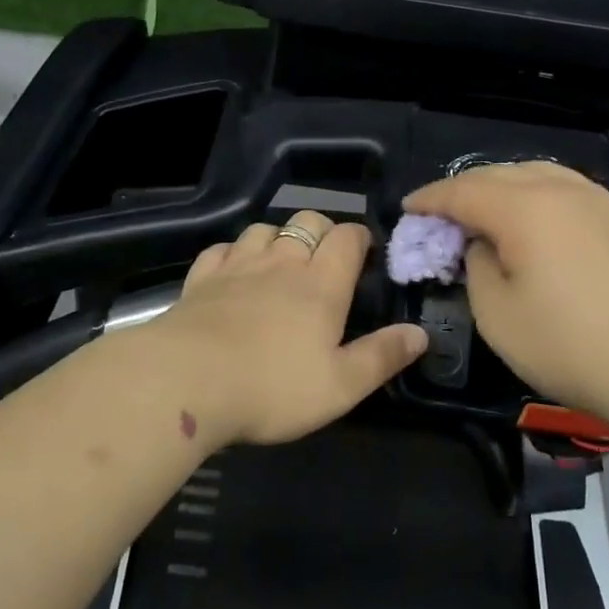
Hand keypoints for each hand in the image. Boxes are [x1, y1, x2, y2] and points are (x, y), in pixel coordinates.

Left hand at [152, 211, 426, 448]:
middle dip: (322, 230)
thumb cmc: (273, 387)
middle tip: (325, 257)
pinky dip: (233, 252)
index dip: (359, 237)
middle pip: (307, 221)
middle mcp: (281, 262)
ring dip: (278, 237)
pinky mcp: (201, 278)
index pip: (347, 237)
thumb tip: (421, 334)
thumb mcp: (340, 385)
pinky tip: (233, 269)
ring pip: (263, 228)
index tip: (363, 250)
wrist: (187, 381)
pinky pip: (221, 248)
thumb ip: (382, 357)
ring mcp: (237, 266)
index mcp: (321, 284)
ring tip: (281, 260)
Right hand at [404, 162, 608, 423]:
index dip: (430, 198)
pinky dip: (538, 195)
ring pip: (537, 174)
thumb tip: (484, 245)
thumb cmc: (570, 344)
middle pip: (499, 174)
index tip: (409, 208)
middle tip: (443, 212)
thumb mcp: (498, 315)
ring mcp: (598, 199)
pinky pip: (567, 189)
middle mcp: (559, 189)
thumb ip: (478, 267)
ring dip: (503, 186)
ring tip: (487, 209)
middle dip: (464, 189)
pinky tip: (538, 217)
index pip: (462, 191)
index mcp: (522, 207)